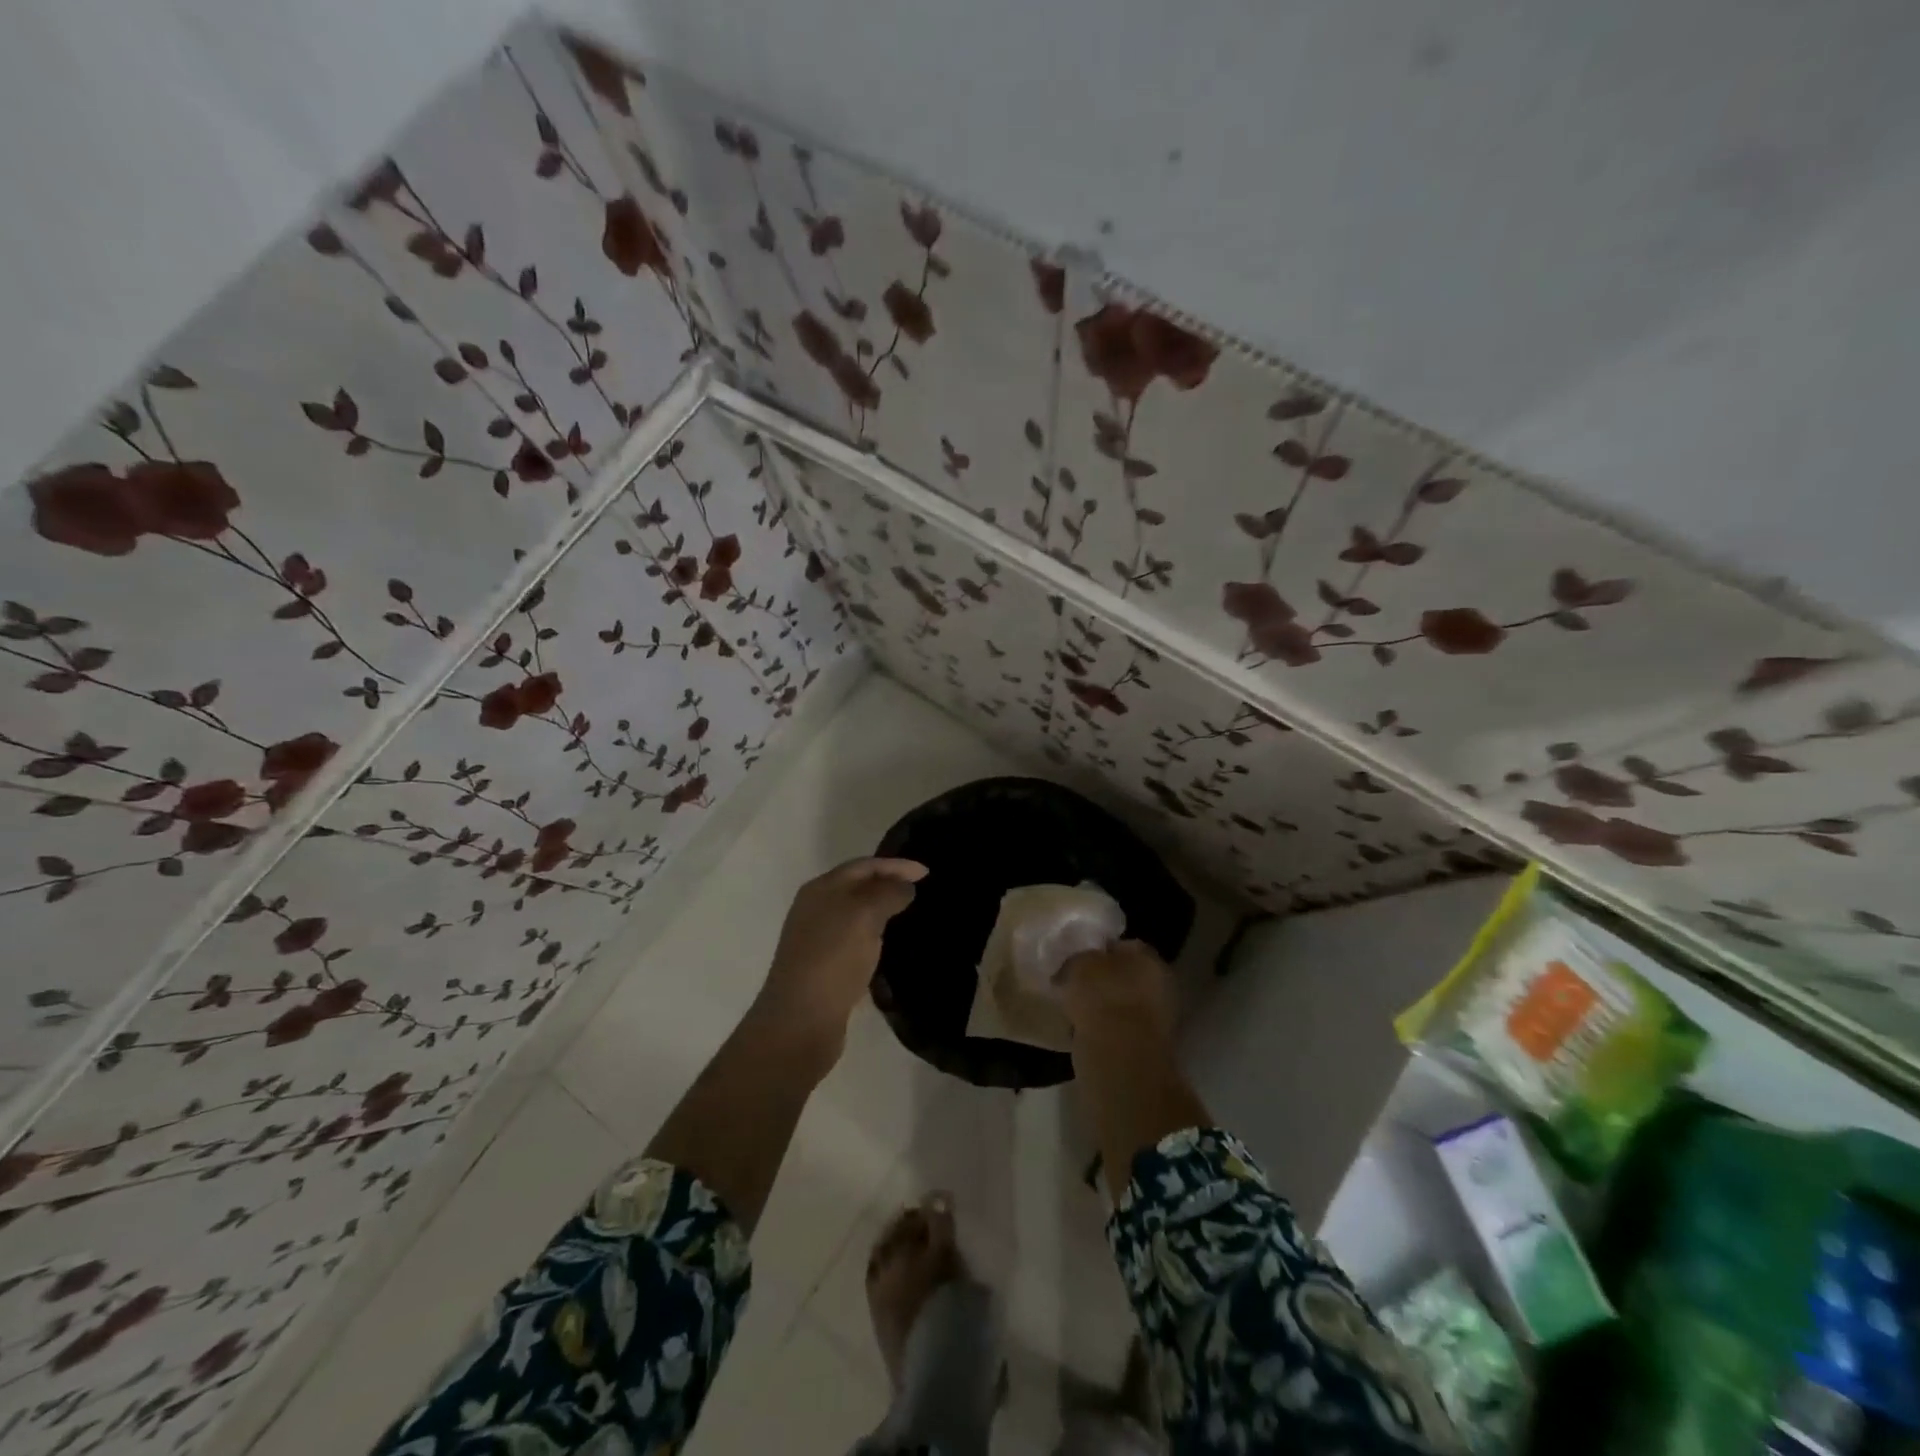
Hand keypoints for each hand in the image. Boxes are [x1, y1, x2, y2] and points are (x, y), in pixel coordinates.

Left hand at [753, 857, 927, 1058]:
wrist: (801, 1021)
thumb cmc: (833, 958)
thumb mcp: (865, 915)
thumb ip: (888, 893)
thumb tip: (904, 886)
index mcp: (821, 889)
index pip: (863, 866)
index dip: (896, 865)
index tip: (927, 873)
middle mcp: (815, 909)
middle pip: (857, 887)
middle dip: (888, 885)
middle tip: (920, 891)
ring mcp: (817, 939)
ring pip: (856, 915)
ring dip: (882, 911)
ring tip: (910, 916)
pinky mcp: (824, 968)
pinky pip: (855, 942)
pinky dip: (875, 937)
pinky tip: (890, 948)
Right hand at [1058, 939, 1176, 1050]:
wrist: (1120, 1055)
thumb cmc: (1101, 997)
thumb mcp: (1078, 964)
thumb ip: (1080, 959)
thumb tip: (1078, 963)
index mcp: (1149, 956)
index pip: (1123, 945)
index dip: (1098, 951)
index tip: (1078, 961)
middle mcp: (1162, 983)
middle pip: (1127, 976)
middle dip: (1105, 981)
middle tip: (1077, 986)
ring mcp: (1160, 1019)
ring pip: (1125, 1005)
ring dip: (1107, 1008)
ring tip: (1078, 1012)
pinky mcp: (1151, 1048)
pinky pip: (1123, 1030)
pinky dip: (1108, 1031)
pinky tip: (1087, 1033)